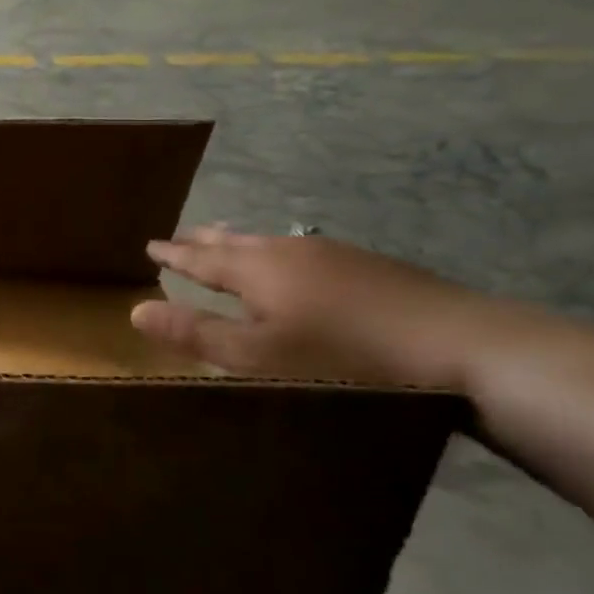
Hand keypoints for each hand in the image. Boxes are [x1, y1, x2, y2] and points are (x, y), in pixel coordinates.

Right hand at [130, 226, 493, 388]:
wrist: (458, 346)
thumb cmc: (340, 359)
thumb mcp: (256, 357)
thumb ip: (196, 334)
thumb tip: (134, 311)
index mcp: (257, 270)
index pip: (201, 257)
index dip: (174, 253)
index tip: (151, 244)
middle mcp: (289, 251)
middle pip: (236, 240)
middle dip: (204, 239)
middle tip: (182, 235)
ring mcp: (333, 254)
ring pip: (271, 242)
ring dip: (241, 242)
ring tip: (227, 241)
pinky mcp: (368, 266)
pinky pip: (301, 250)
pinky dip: (277, 253)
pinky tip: (294, 266)